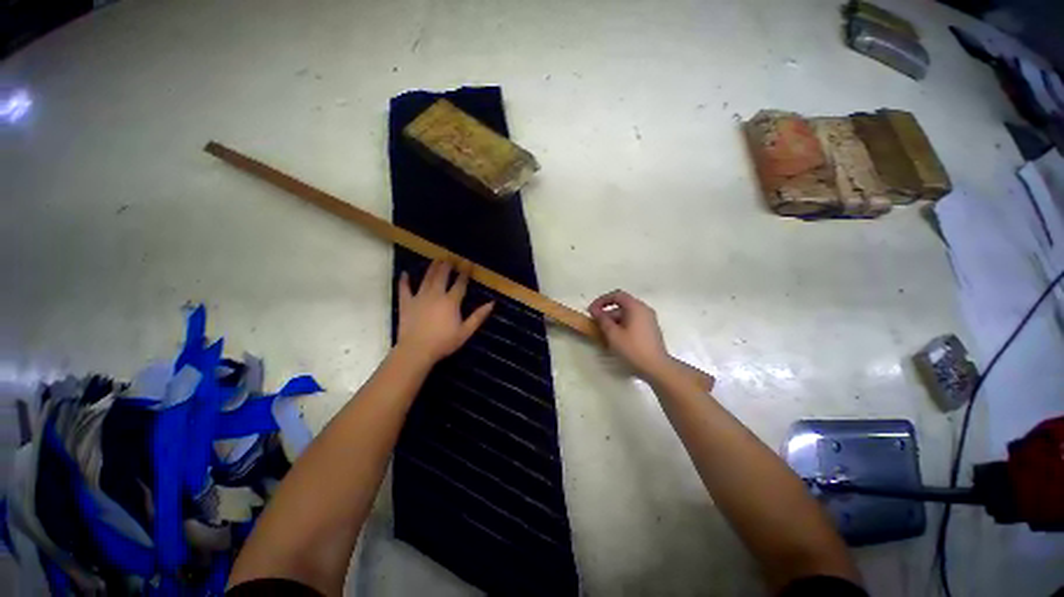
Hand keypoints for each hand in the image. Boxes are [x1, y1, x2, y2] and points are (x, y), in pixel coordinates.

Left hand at [397, 259, 493, 363]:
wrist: (416, 350)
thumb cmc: (444, 342)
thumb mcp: (465, 331)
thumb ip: (478, 316)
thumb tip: (492, 303)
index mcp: (451, 301)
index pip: (460, 283)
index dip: (464, 273)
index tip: (467, 263)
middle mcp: (436, 294)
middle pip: (442, 276)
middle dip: (447, 265)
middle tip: (450, 257)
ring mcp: (419, 297)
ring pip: (426, 278)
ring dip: (432, 268)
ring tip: (435, 260)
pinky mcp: (406, 303)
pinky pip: (404, 289)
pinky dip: (404, 281)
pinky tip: (404, 273)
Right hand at [589, 290, 672, 380]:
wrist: (657, 367)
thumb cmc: (633, 348)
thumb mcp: (613, 334)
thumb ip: (602, 320)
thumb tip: (595, 310)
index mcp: (636, 307)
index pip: (617, 295)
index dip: (602, 300)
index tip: (591, 310)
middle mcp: (644, 309)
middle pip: (622, 304)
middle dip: (607, 312)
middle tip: (596, 322)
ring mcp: (649, 319)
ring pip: (627, 314)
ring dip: (614, 320)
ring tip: (604, 332)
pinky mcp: (650, 329)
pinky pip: (633, 321)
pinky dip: (622, 325)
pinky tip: (616, 338)